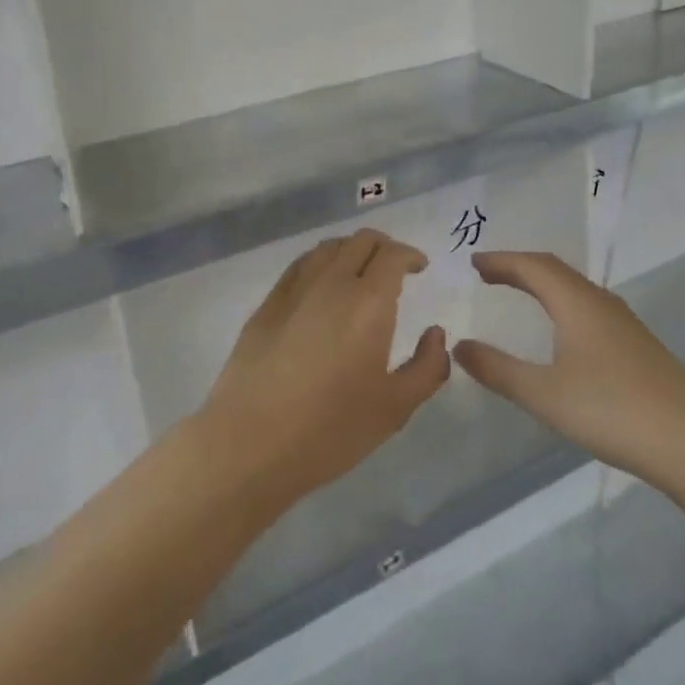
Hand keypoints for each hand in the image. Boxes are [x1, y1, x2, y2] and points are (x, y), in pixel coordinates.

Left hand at [198, 230, 450, 509]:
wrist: (250, 443)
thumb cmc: (330, 429)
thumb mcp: (395, 408)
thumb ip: (427, 367)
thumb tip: (435, 335)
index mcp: (368, 303)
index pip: (393, 255)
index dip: (411, 255)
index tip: (419, 268)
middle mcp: (332, 283)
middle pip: (361, 241)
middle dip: (385, 247)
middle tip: (395, 269)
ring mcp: (294, 290)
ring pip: (328, 247)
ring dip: (352, 250)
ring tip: (360, 273)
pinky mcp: (267, 305)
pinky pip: (300, 265)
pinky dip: (321, 263)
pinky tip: (322, 286)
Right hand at [454, 251, 684, 481]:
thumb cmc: (612, 410)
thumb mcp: (544, 394)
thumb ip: (498, 370)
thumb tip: (460, 346)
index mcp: (577, 303)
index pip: (533, 266)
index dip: (501, 261)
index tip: (473, 263)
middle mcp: (601, 303)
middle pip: (555, 271)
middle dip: (519, 267)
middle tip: (488, 274)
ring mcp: (624, 324)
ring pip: (575, 289)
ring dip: (543, 284)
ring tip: (518, 293)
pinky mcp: (637, 346)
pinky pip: (588, 308)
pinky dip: (561, 304)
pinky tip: (562, 331)